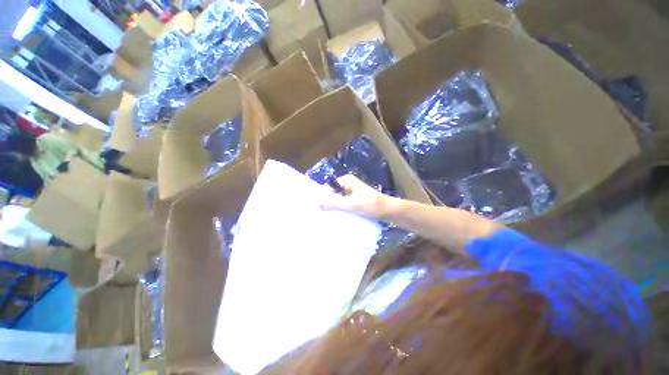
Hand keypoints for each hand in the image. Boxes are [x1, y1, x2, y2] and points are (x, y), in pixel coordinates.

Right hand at [320, 175, 395, 219]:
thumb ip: (334, 203)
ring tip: (331, 217)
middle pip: (334, 193)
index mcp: (346, 180)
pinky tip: (340, 217)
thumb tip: (317, 204)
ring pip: (340, 199)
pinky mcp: (357, 199)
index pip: (329, 187)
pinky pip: (346, 203)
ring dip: (336, 207)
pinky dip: (343, 209)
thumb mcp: (351, 204)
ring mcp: (353, 192)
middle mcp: (349, 184)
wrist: (388, 210)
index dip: (324, 197)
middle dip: (330, 203)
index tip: (320, 208)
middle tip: (325, 215)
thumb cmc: (370, 204)